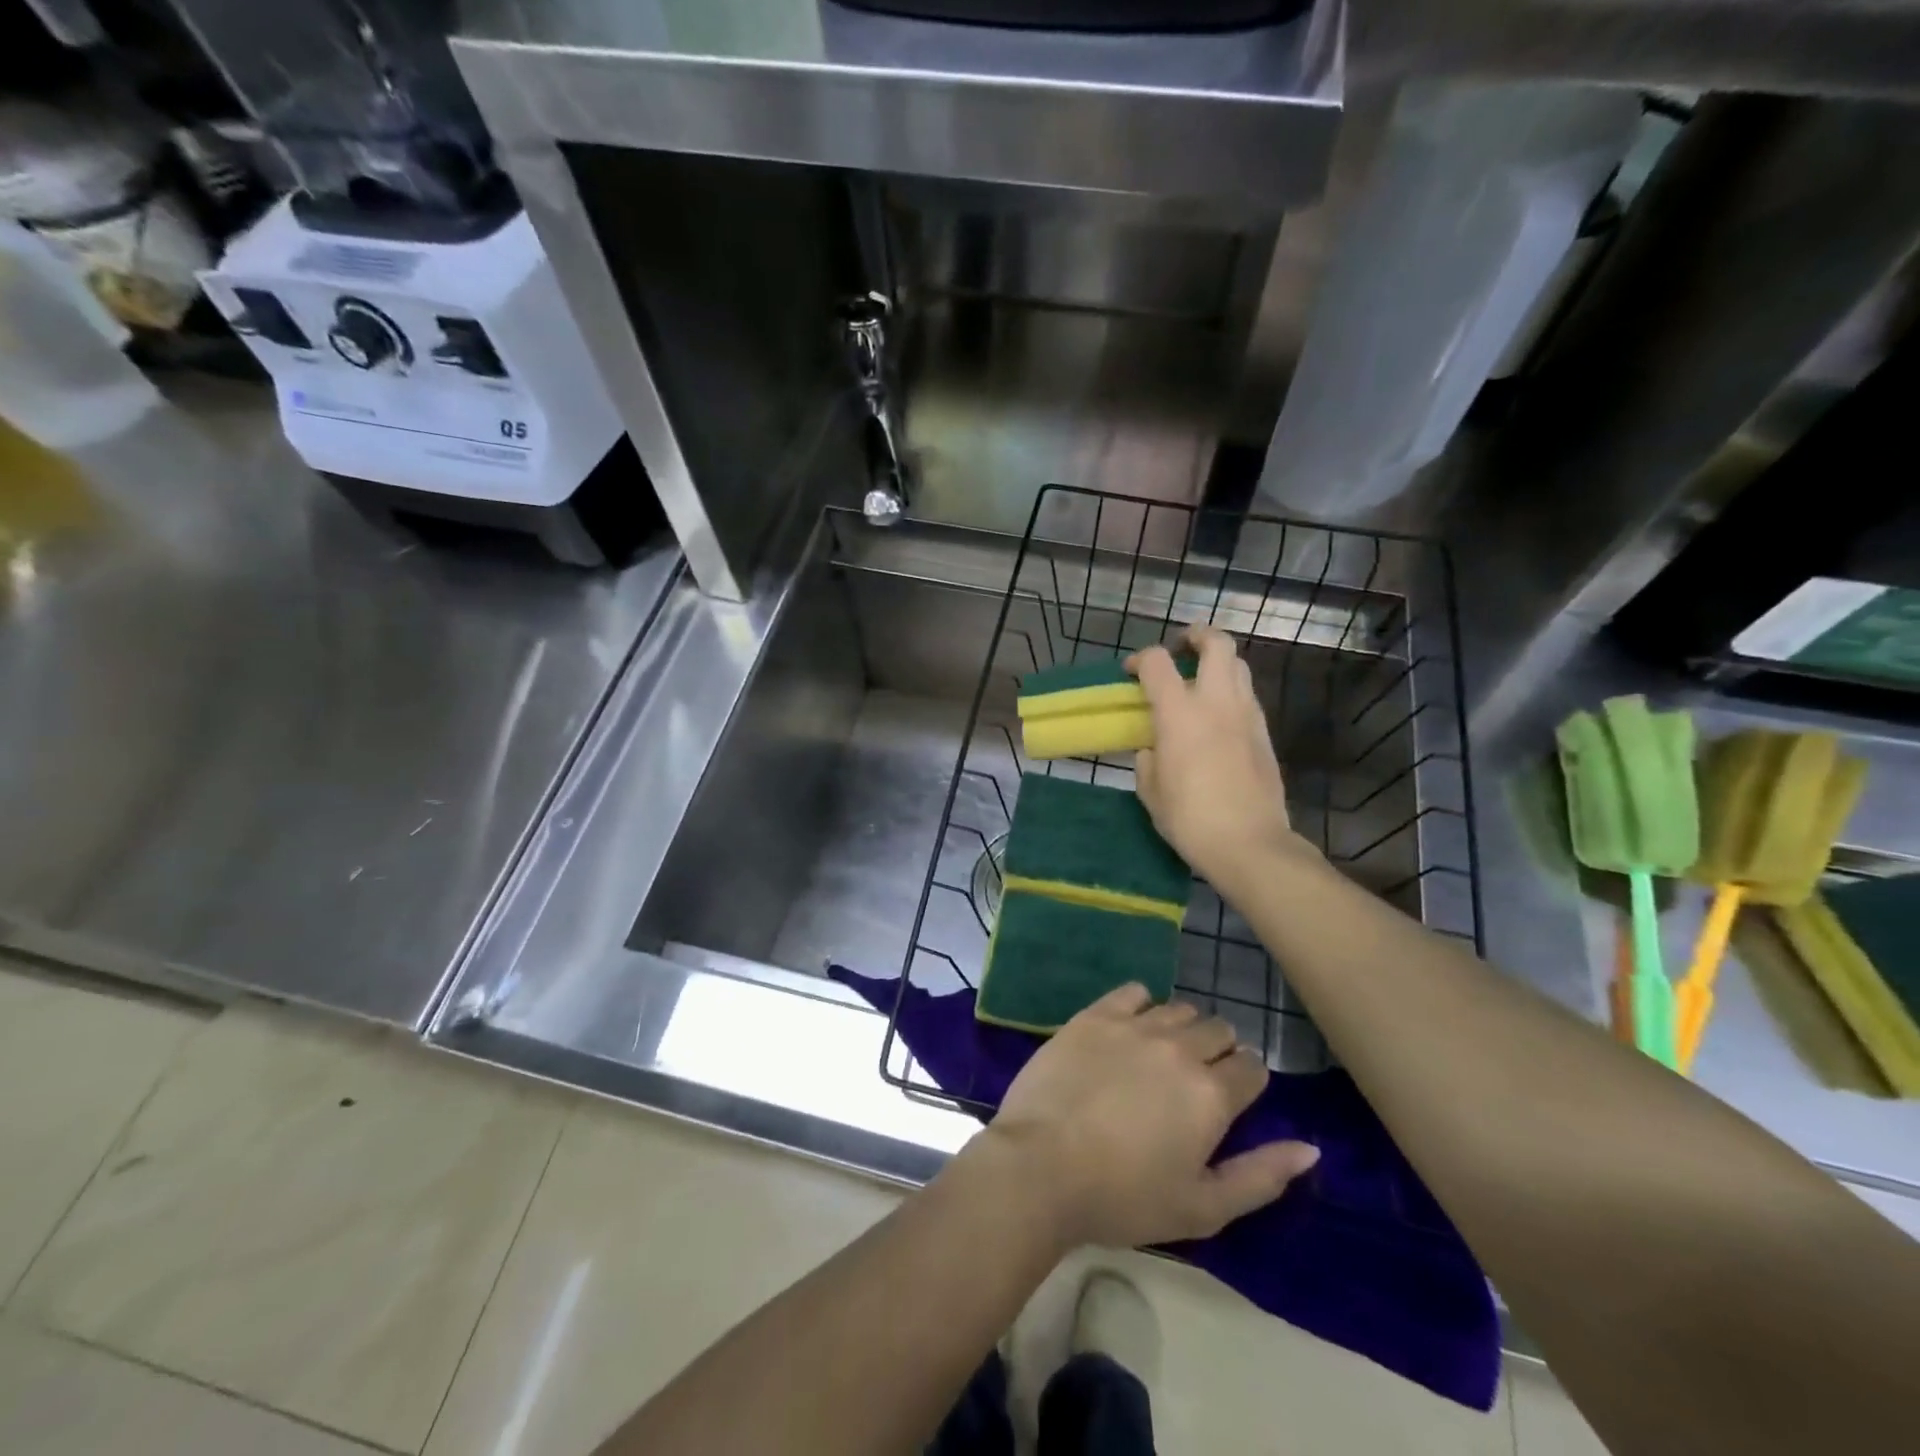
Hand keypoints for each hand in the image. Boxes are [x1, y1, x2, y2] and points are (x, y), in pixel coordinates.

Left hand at [989, 984, 1318, 1247]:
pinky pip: (1133, 992)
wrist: (1041, 1165)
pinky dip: (1141, 1005)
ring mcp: (1134, 1025)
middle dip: (1218, 1051)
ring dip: (1181, 1028)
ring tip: (1161, 1056)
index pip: (1252, 1068)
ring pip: (1179, 1009)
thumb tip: (1310, 1147)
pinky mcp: (1094, 1014)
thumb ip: (1262, 1176)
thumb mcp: (1204, 1207)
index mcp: (1212, 1093)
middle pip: (1218, 1030)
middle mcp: (1180, 1048)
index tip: (1229, 1101)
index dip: (1246, 1082)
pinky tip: (1130, 1028)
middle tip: (1193, 1082)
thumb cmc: (1124, 1197)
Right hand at [1129, 626, 1312, 896]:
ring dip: (1217, 662)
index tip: (1130, 672)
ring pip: (1238, 665)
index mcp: (1179, 713)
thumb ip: (1147, 759)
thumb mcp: (1150, 790)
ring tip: (1200, 679)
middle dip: (1196, 636)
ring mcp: (1246, 715)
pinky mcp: (1264, 733)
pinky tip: (1218, 715)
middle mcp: (1216, 702)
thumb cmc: (1189, 818)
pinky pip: (1247, 696)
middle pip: (1216, 644)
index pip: (1156, 663)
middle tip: (1180, 646)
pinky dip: (1231, 691)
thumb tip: (1153, 749)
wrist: (1249, 844)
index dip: (1139, 659)